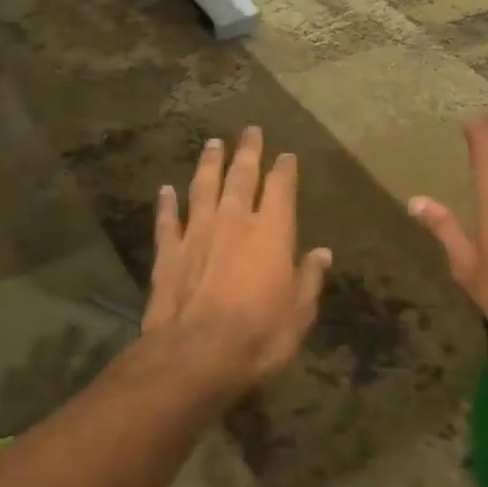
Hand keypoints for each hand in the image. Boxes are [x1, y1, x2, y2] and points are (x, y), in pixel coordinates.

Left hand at [141, 126, 331, 397]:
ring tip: (212, 143)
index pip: (280, 189)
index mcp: (271, 232)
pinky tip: (165, 189)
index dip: (284, 170)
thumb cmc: (258, 336)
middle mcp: (234, 221)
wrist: (195, 355)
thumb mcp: (298, 314)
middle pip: (241, 176)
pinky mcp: (168, 252)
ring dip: (209, 164)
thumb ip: (309, 279)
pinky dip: (166, 203)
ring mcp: (197, 233)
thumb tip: (322, 253)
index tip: (286, 155)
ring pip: (203, 188)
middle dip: (247, 152)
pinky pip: (167, 220)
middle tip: (250, 131)